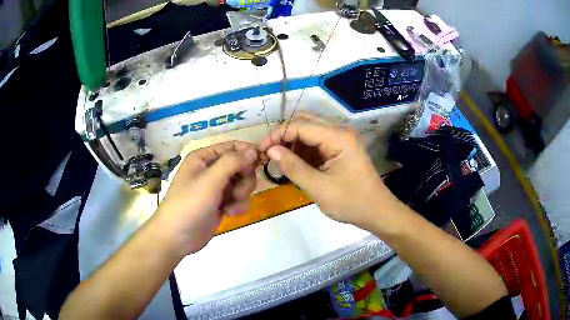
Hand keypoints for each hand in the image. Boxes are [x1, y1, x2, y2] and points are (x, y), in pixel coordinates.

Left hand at [154, 141, 259, 255]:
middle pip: (240, 165)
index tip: (261, 162)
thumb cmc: (189, 204)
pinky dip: (237, 205)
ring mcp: (216, 188)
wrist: (177, 237)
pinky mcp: (220, 203)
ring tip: (230, 205)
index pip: (232, 147)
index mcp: (203, 158)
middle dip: (244, 179)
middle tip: (237, 191)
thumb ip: (232, 162)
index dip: (247, 153)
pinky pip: (238, 198)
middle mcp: (210, 170)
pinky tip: (229, 213)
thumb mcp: (210, 180)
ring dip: (241, 194)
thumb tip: (253, 150)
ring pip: (242, 183)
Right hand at [260, 113, 401, 230]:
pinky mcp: (341, 149)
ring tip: (282, 162)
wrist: (377, 212)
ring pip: (310, 131)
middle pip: (305, 122)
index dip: (277, 135)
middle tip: (269, 154)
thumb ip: (293, 167)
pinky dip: (303, 151)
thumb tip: (270, 150)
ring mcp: (341, 140)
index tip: (261, 150)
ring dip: (293, 143)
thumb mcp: (319, 188)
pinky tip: (296, 165)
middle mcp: (340, 132)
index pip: (300, 125)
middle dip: (284, 136)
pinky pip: (317, 143)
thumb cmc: (351, 202)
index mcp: (337, 137)